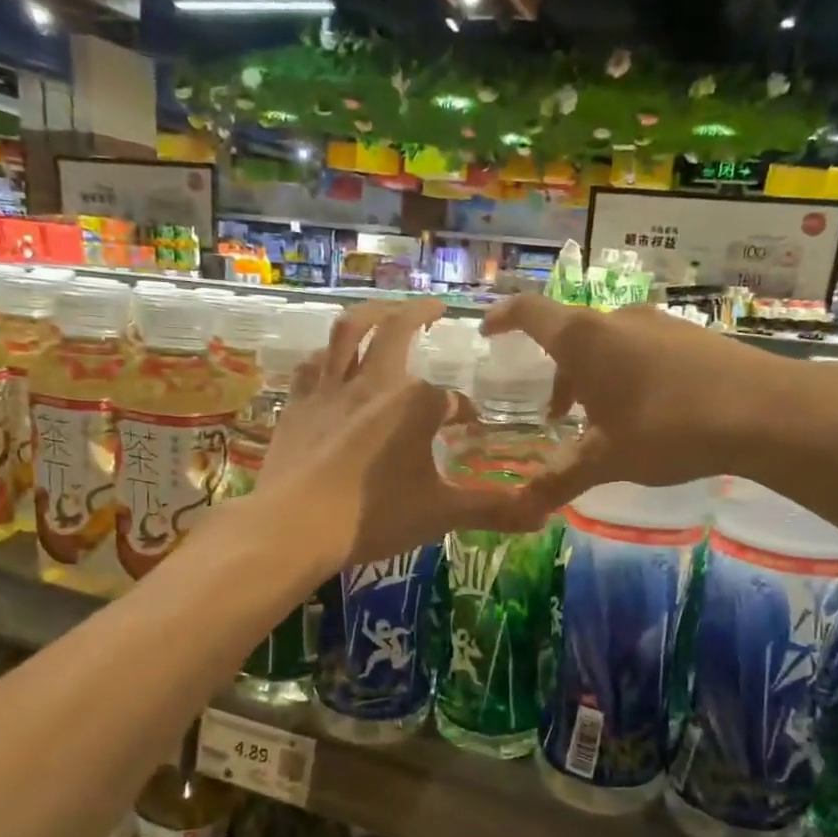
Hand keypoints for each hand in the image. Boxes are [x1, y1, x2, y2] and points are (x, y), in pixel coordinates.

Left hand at [258, 300, 547, 566]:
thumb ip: (492, 510)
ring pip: (348, 332)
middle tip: (437, 309)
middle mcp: (373, 383)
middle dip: (420, 314)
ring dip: (370, 313)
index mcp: (413, 404)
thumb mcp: (441, 514)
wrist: (294, 527)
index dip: (463, 410)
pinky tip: (330, 359)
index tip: (469, 427)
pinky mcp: (297, 406)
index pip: (450, 398)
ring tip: (384, 311)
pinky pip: (312, 365)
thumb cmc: (373, 516)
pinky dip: (326, 354)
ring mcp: (329, 390)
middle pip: (397, 330)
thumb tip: (544, 516)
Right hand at [481, 296, 837, 504]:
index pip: (529, 313)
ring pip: (609, 343)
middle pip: (571, 334)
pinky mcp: (692, 336)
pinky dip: (626, 373)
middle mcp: (618, 319)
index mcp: (585, 339)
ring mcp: (660, 324)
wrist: (765, 411)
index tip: (487, 330)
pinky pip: (642, 348)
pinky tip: (645, 413)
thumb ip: (560, 480)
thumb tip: (522, 507)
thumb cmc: (668, 428)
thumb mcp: (606, 459)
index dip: (503, 318)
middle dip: (556, 371)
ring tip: (600, 420)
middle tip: (554, 413)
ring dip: (593, 376)